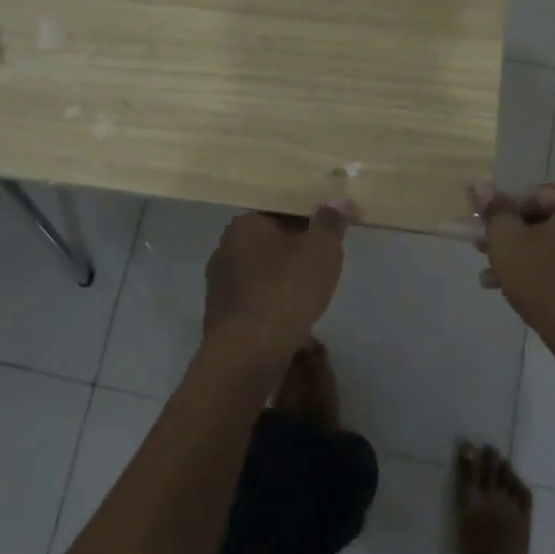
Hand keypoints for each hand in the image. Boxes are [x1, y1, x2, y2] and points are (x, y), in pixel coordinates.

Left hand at [203, 203, 350, 365]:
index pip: (280, 211)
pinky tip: (289, 317)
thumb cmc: (286, 290)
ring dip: (281, 279)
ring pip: (259, 273)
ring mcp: (218, 285)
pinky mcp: (220, 317)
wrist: (249, 354)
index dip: (308, 220)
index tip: (328, 235)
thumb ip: (330, 222)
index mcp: (244, 224)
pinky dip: (271, 303)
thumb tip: (336, 199)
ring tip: (309, 293)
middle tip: (322, 264)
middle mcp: (224, 248)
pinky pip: (253, 300)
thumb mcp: (321, 249)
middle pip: (268, 242)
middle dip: (294, 251)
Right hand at [471, 182, 554, 357]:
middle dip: (518, 239)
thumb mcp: (509, 244)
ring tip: (499, 281)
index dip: (504, 215)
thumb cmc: (549, 285)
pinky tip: (532, 293)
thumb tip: (480, 185)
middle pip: (553, 221)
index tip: (484, 236)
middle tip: (488, 257)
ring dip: (533, 259)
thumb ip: (495, 211)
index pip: (536, 197)